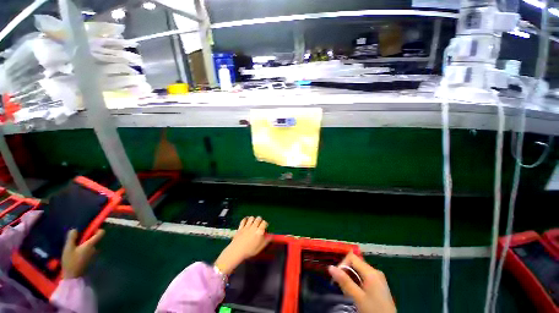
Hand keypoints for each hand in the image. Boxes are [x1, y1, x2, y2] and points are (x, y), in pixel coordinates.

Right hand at [62, 229, 104, 278]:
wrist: (73, 276)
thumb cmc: (70, 261)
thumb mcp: (68, 248)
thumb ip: (72, 238)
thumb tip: (75, 229)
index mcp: (91, 244)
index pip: (101, 233)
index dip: (97, 229)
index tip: (90, 229)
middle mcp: (95, 248)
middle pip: (95, 238)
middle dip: (88, 236)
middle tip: (78, 238)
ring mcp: (94, 254)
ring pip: (91, 244)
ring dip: (85, 243)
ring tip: (75, 245)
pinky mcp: (91, 258)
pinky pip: (89, 249)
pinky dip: (85, 248)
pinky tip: (76, 251)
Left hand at [214, 216, 269, 274]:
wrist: (237, 251)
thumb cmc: (249, 250)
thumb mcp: (260, 247)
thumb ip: (266, 241)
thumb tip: (271, 236)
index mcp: (259, 231)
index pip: (264, 223)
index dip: (265, 224)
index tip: (265, 227)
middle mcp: (254, 227)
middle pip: (258, 218)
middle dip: (260, 220)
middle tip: (259, 224)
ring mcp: (247, 226)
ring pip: (251, 218)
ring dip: (253, 219)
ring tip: (253, 223)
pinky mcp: (241, 227)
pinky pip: (244, 220)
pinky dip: (246, 219)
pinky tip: (246, 221)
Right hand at [329, 253, 395, 312]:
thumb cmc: (373, 310)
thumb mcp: (357, 297)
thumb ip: (344, 281)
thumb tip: (330, 267)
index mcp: (371, 272)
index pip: (352, 257)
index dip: (342, 264)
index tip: (336, 277)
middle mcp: (375, 271)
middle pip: (355, 263)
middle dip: (346, 272)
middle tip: (340, 286)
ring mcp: (378, 278)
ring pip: (359, 270)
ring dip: (350, 278)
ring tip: (347, 291)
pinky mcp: (379, 284)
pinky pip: (364, 277)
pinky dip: (356, 281)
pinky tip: (355, 292)